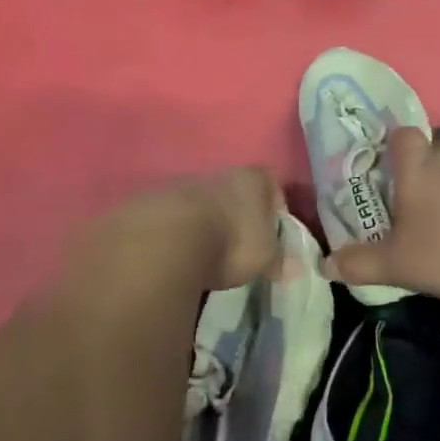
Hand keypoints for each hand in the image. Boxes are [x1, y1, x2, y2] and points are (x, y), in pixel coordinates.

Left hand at [105, 166, 284, 291]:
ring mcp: (177, 184)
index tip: (272, 230)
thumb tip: (292, 267)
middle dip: (232, 212)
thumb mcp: (264, 257)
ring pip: (195, 200)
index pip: (269, 181)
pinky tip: (172, 254)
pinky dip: (172, 232)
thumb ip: (279, 259)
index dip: (273, 204)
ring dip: (199, 221)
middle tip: (234, 244)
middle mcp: (213, 173)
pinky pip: (167, 216)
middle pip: (229, 189)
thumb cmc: (229, 243)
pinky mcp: (147, 202)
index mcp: (249, 179)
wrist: (164, 241)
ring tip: (200, 253)